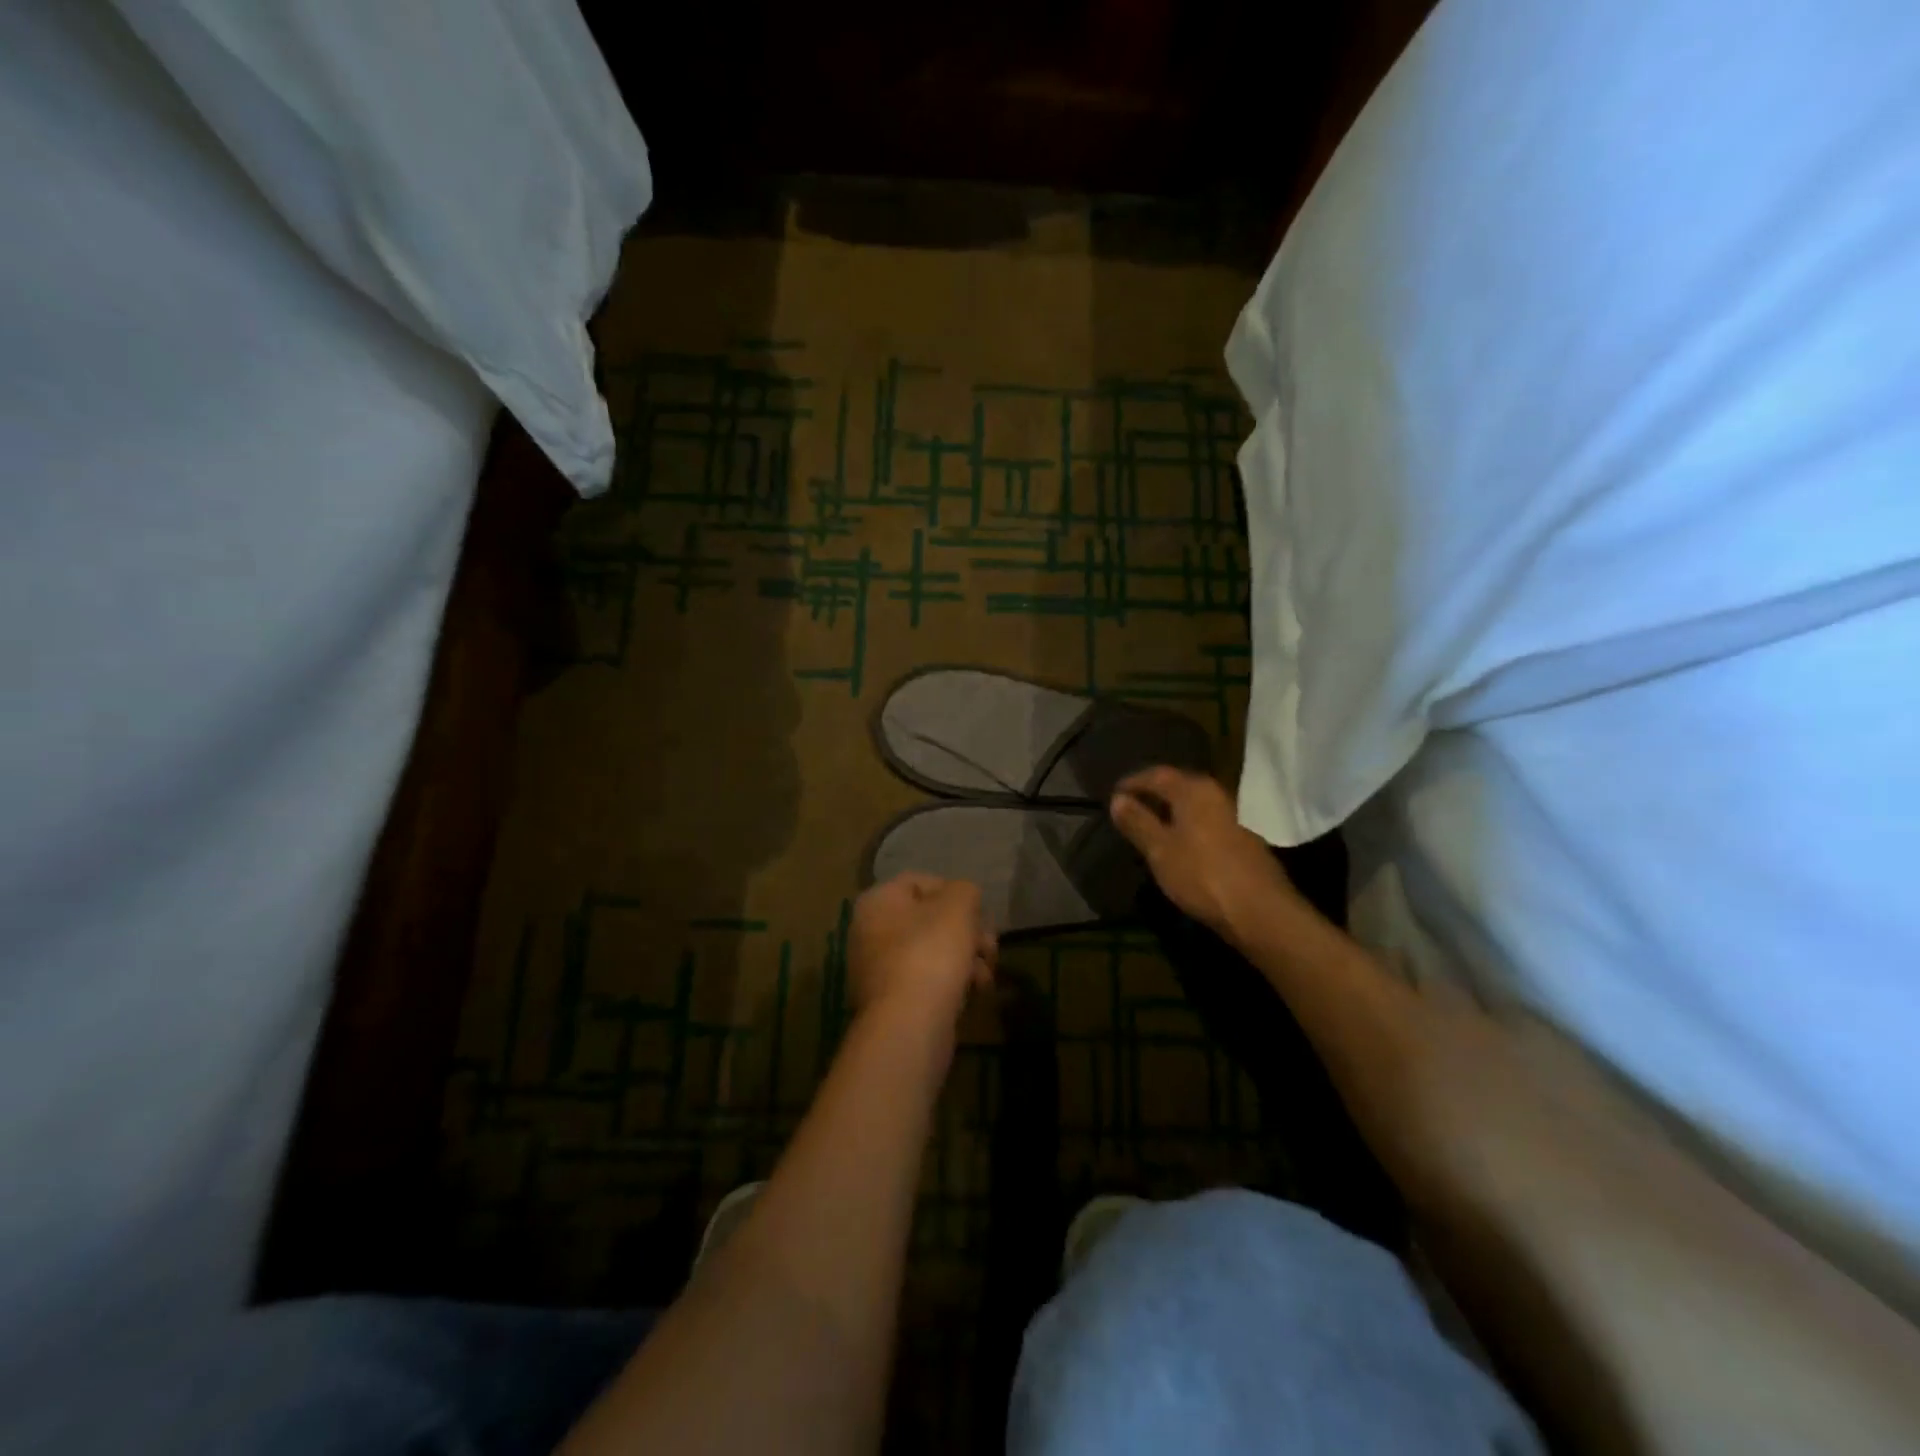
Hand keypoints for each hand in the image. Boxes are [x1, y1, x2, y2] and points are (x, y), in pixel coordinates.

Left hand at [848, 874, 995, 1029]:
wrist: (909, 1026)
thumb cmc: (931, 953)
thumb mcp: (957, 906)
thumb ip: (964, 890)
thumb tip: (963, 898)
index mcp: (877, 902)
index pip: (920, 881)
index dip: (956, 893)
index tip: (979, 913)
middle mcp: (869, 932)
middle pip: (929, 920)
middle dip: (967, 932)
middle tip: (990, 947)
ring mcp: (877, 970)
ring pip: (932, 952)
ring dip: (965, 959)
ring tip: (985, 977)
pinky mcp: (891, 1002)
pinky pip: (926, 982)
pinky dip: (951, 984)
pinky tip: (973, 994)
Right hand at [1109, 767, 1295, 936]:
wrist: (1260, 911)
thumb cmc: (1201, 874)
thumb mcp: (1160, 850)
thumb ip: (1138, 822)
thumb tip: (1117, 799)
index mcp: (1194, 790)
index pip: (1156, 774)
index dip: (1133, 783)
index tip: (1113, 794)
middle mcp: (1215, 795)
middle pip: (1178, 786)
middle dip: (1153, 794)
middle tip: (1130, 808)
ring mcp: (1232, 818)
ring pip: (1193, 806)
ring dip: (1171, 812)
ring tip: (1149, 827)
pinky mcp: (1241, 841)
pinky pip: (1205, 823)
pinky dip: (1187, 827)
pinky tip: (1179, 845)